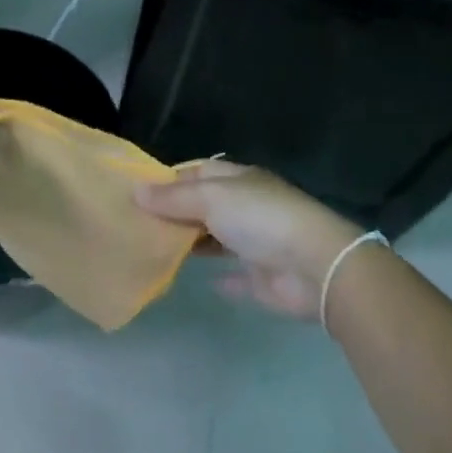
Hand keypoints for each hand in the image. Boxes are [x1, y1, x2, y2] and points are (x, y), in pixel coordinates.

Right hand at [136, 160, 362, 318]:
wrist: (316, 267)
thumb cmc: (261, 219)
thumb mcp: (210, 198)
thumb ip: (173, 198)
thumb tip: (135, 192)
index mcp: (237, 180)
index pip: (196, 172)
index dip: (168, 180)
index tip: (135, 194)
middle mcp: (246, 206)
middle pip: (203, 205)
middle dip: (174, 213)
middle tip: (135, 225)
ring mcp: (255, 242)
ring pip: (215, 238)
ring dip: (190, 243)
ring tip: (151, 249)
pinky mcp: (262, 277)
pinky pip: (233, 275)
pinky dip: (216, 277)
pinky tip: (193, 280)